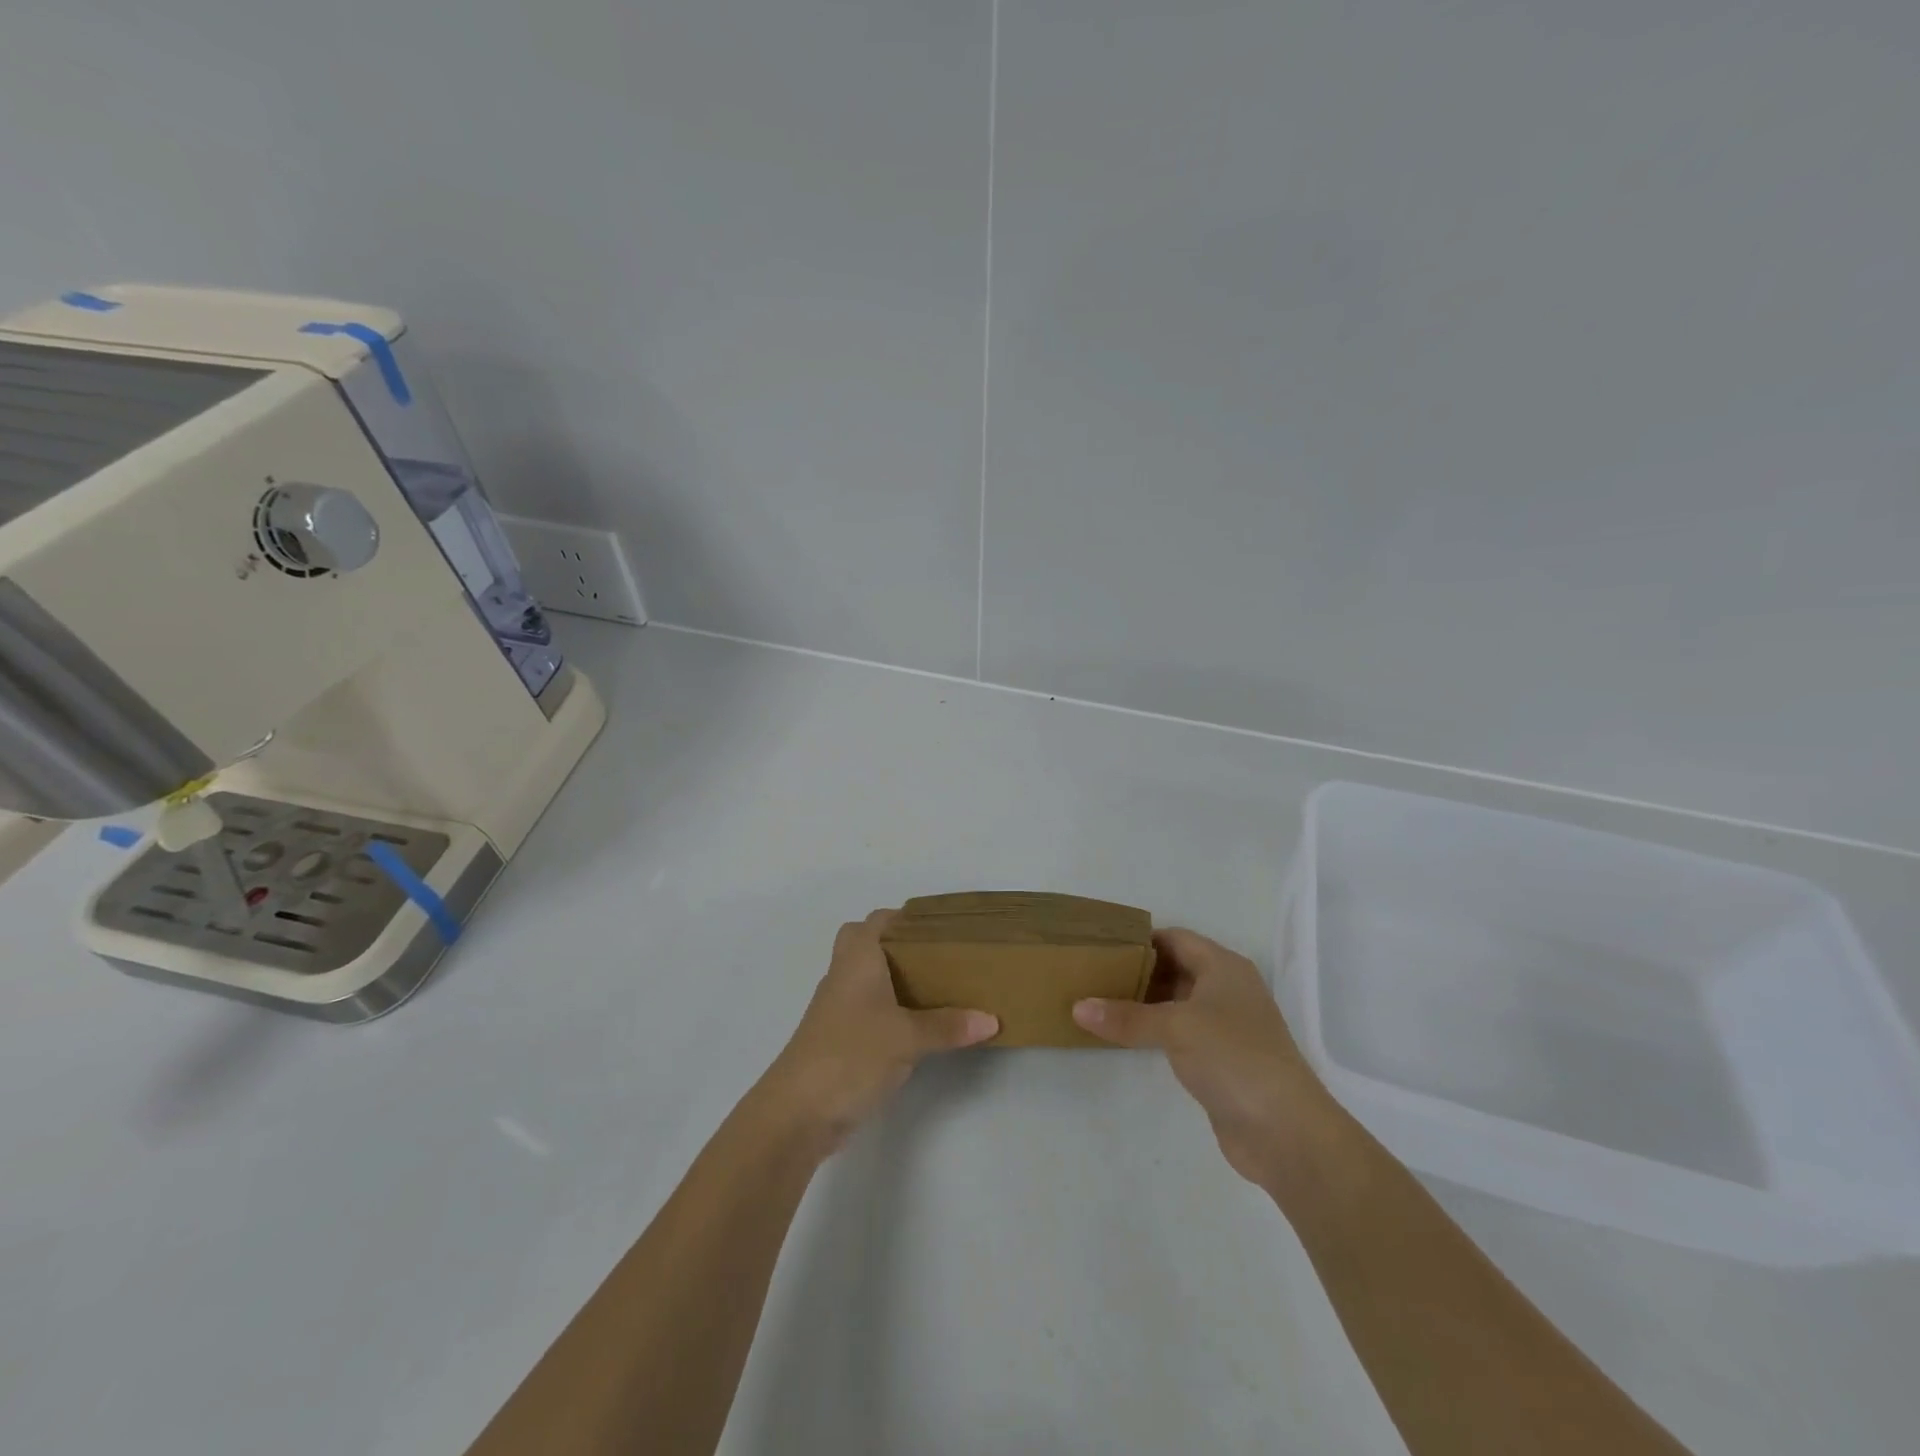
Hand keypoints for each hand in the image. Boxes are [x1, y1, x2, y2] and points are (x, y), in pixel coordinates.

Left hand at [757, 911, 997, 1155]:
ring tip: (942, 987)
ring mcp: (839, 1009)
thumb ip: (948, 1026)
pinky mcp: (840, 1039)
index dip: (905, 918)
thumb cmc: (850, 1054)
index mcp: (857, 959)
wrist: (798, 1111)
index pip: (877, 921)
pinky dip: (893, 1011)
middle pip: (870, 946)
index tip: (941, 927)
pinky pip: (870, 1011)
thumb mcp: (907, 1038)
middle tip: (941, 958)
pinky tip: (920, 1026)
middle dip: (902, 948)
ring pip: (870, 980)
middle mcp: (844, 975)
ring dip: (898, 981)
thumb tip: (991, 1019)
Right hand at [1073, 927, 1345, 1187]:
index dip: (1140, 939)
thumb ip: (1126, 1016)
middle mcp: (1227, 989)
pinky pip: (1180, 1032)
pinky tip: (1125, 1036)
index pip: (1175, 938)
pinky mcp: (1221, 1059)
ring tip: (1099, 1001)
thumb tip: (1077, 1007)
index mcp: (1223, 966)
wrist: (1286, 1131)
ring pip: (1176, 1002)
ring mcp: (1226, 1026)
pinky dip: (1154, 1030)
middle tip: (1092, 973)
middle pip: (1175, 967)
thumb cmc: (1233, 1057)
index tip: (1101, 945)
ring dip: (1143, 1002)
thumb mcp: (1175, 1028)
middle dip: (1137, 970)